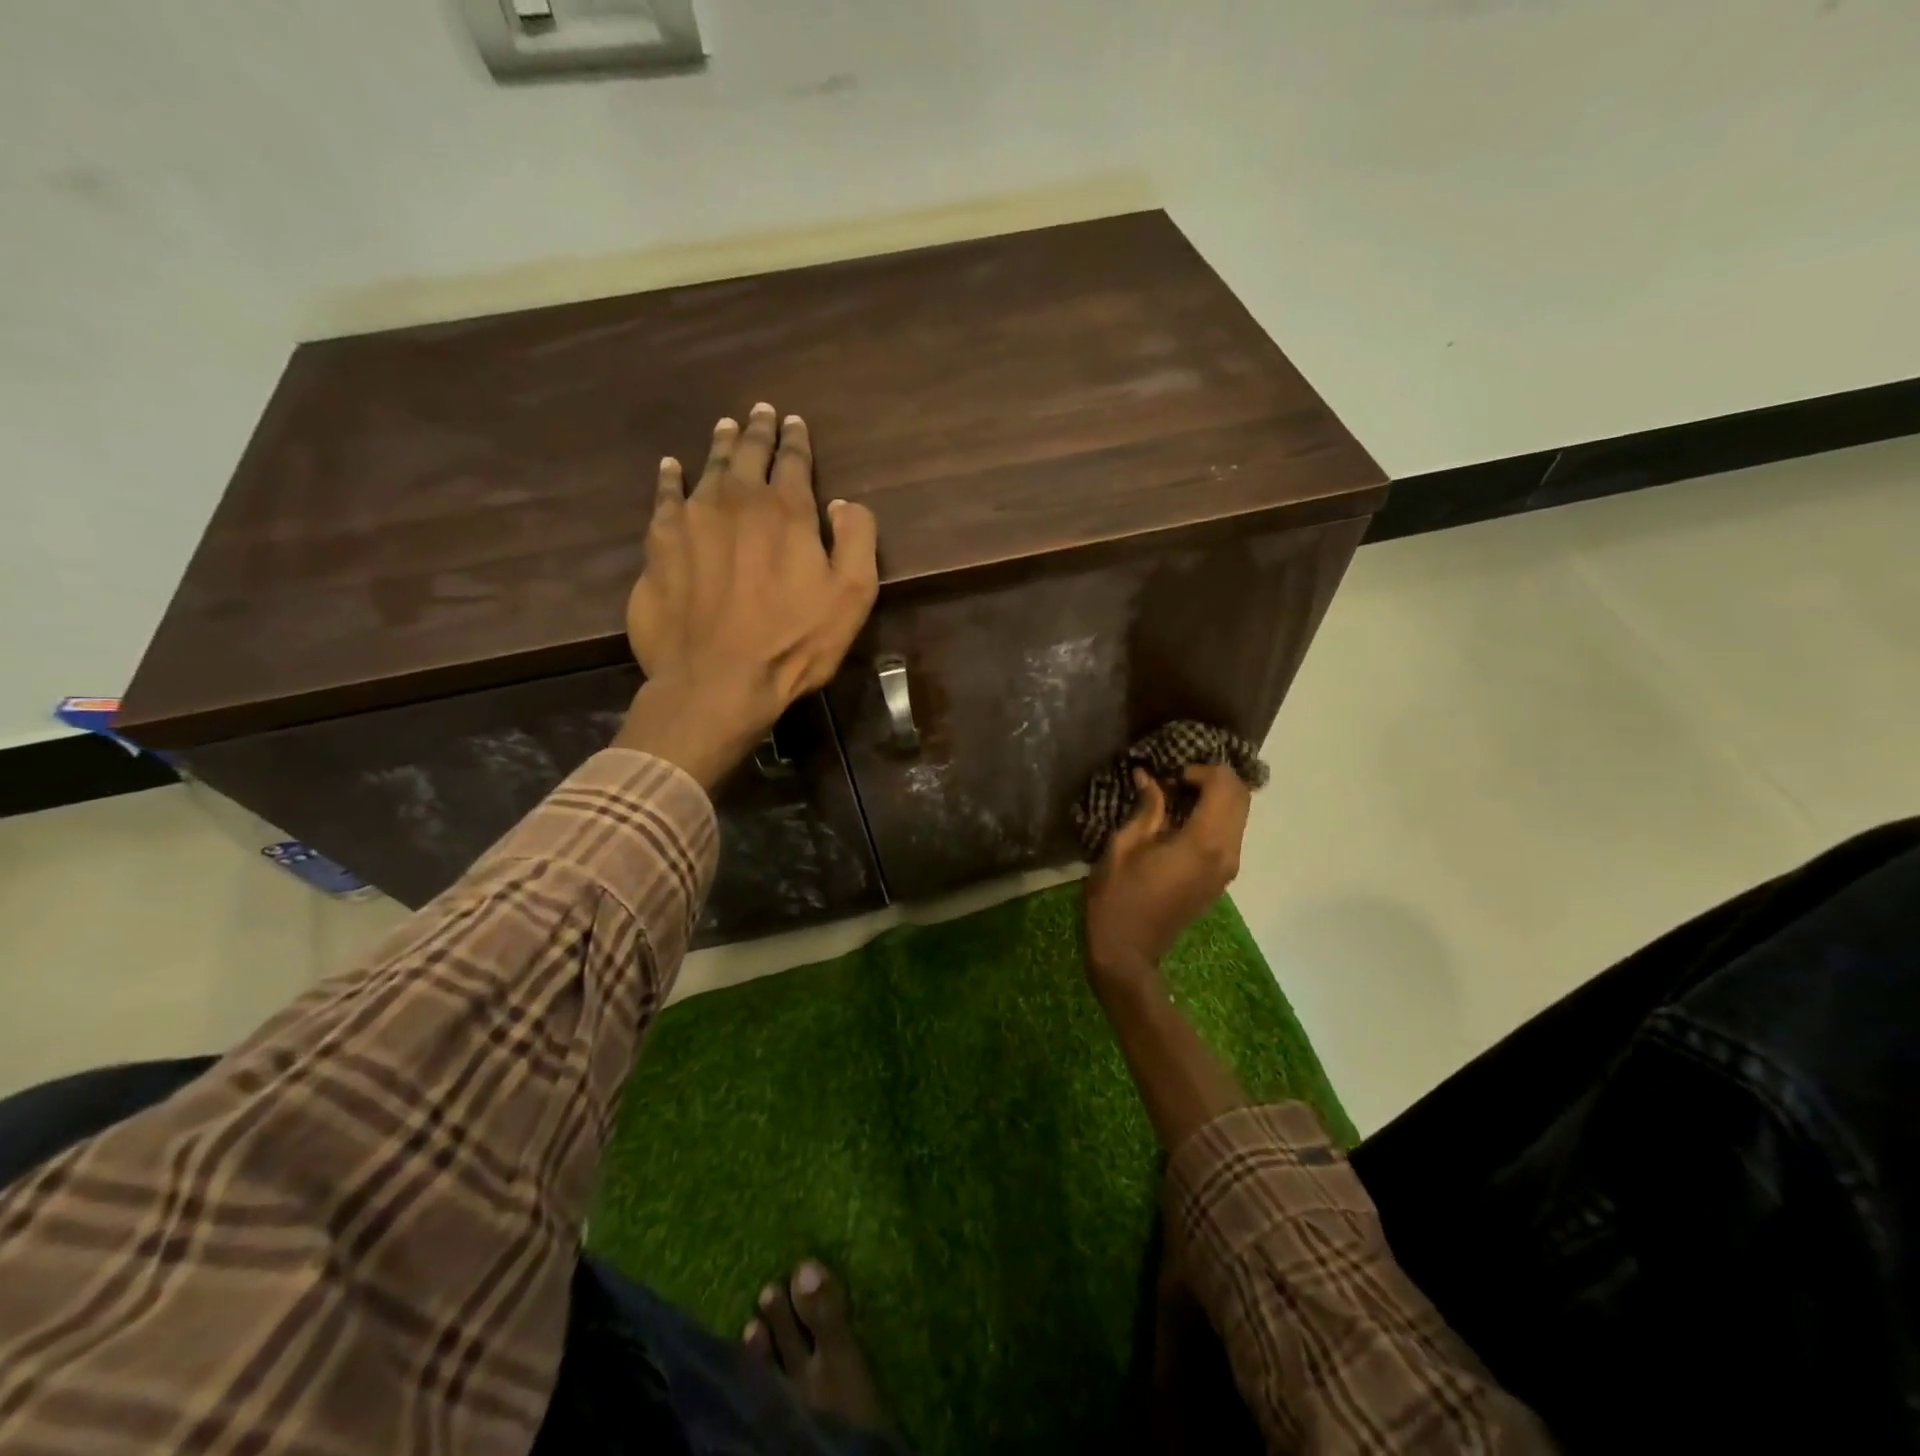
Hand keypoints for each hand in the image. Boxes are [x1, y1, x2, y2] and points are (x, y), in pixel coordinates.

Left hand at [614, 404, 878, 787]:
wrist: (715, 681)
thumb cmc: (793, 643)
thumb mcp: (851, 597)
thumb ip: (857, 540)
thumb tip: (845, 503)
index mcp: (787, 511)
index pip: (794, 462)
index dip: (796, 441)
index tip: (795, 423)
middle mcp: (737, 501)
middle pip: (749, 454)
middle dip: (758, 431)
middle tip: (761, 412)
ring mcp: (692, 519)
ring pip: (708, 468)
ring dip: (721, 445)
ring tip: (726, 427)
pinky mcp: (659, 545)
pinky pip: (664, 497)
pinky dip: (670, 478)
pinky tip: (672, 467)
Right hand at [1083, 764, 1252, 991]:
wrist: (1128, 952)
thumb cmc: (1117, 898)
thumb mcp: (1123, 846)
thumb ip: (1145, 809)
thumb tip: (1149, 777)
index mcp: (1203, 843)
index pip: (1225, 785)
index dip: (1200, 770)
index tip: (1169, 777)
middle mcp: (1226, 853)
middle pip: (1241, 797)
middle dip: (1213, 779)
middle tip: (1175, 781)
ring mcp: (1228, 868)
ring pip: (1240, 815)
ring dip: (1216, 797)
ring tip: (1176, 798)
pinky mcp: (1221, 878)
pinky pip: (1230, 834)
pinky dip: (1215, 816)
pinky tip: (1181, 821)